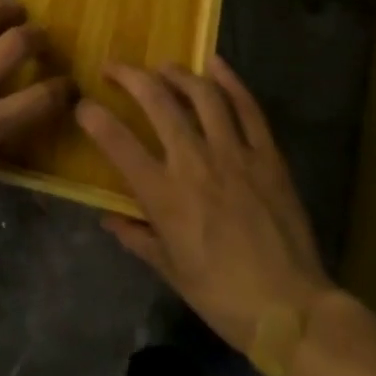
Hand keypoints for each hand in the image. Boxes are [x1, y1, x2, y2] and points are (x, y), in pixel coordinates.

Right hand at [77, 57, 337, 375]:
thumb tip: (108, 217)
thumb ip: (136, 236)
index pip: (117, 142)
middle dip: (130, 77)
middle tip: (115, 68)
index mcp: (165, 195)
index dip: (93, 117)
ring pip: (202, 95)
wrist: (291, 312)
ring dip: (177, 73)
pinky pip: (248, 109)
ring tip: (162, 67)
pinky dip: (231, 82)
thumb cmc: (222, 297)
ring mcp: (234, 154)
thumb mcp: (170, 270)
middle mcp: (194, 163)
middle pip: (157, 102)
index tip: (83, 105)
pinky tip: (216, 64)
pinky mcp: (267, 156)